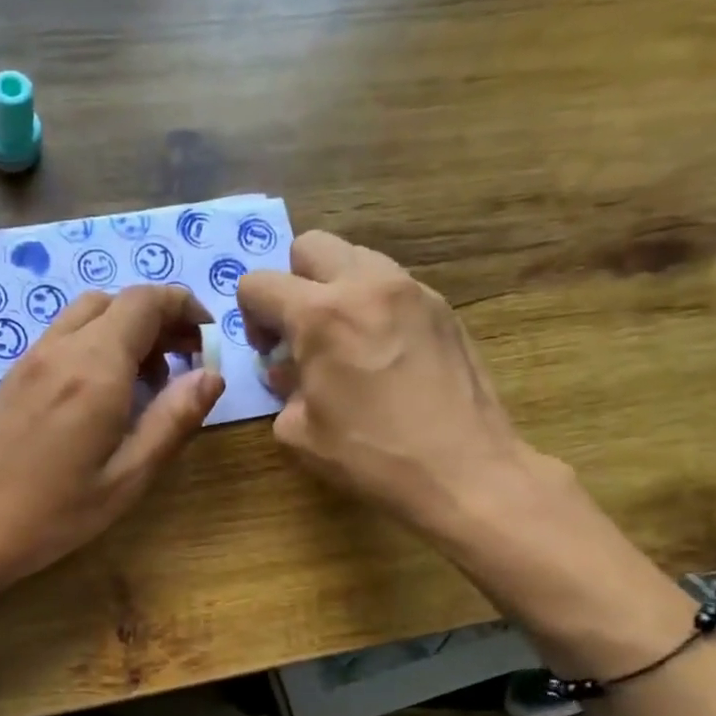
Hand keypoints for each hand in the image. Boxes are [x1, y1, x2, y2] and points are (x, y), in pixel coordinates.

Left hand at [0, 286, 224, 587]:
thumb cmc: (55, 513)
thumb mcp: (128, 477)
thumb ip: (173, 420)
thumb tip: (211, 375)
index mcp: (95, 368)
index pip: (146, 302)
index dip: (184, 307)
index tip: (207, 339)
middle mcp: (62, 349)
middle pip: (118, 301)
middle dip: (159, 319)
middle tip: (182, 362)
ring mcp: (32, 359)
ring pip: (88, 314)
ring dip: (126, 329)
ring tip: (146, 379)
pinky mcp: (15, 375)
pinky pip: (64, 336)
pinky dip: (96, 342)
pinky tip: (103, 392)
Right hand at [237, 230, 544, 538]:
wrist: (465, 470)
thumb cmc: (372, 456)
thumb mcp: (299, 432)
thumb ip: (282, 387)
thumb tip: (288, 370)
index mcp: (320, 315)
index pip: (259, 283)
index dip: (250, 315)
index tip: (268, 350)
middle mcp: (366, 285)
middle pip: (309, 246)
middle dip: (292, 282)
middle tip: (301, 330)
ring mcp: (412, 290)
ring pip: (356, 256)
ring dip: (335, 287)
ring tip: (344, 339)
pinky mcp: (443, 306)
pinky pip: (392, 284)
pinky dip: (373, 304)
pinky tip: (382, 351)